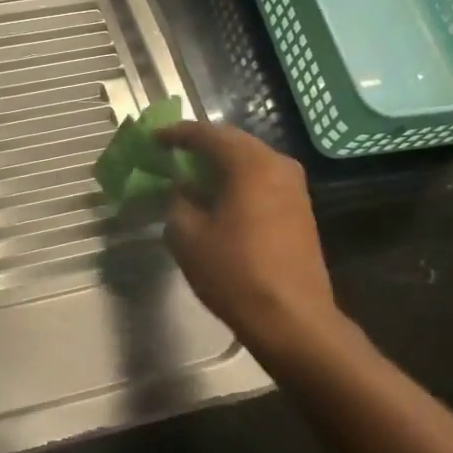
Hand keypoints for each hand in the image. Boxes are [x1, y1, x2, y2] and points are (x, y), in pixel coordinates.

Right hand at [157, 122, 342, 352]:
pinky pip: (261, 181)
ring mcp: (294, 188)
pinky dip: (236, 181)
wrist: (291, 318)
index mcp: (250, 165)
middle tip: (170, 153)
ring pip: (249, 162)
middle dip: (200, 146)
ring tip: (190, 175)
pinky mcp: (299, 210)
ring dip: (219, 165)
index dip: (177, 134)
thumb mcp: (187, 236)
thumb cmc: (235, 273)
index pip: (208, 134)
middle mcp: (278, 165)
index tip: (153, 138)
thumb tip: (181, 190)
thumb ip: (178, 203)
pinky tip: (216, 198)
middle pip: (233, 143)